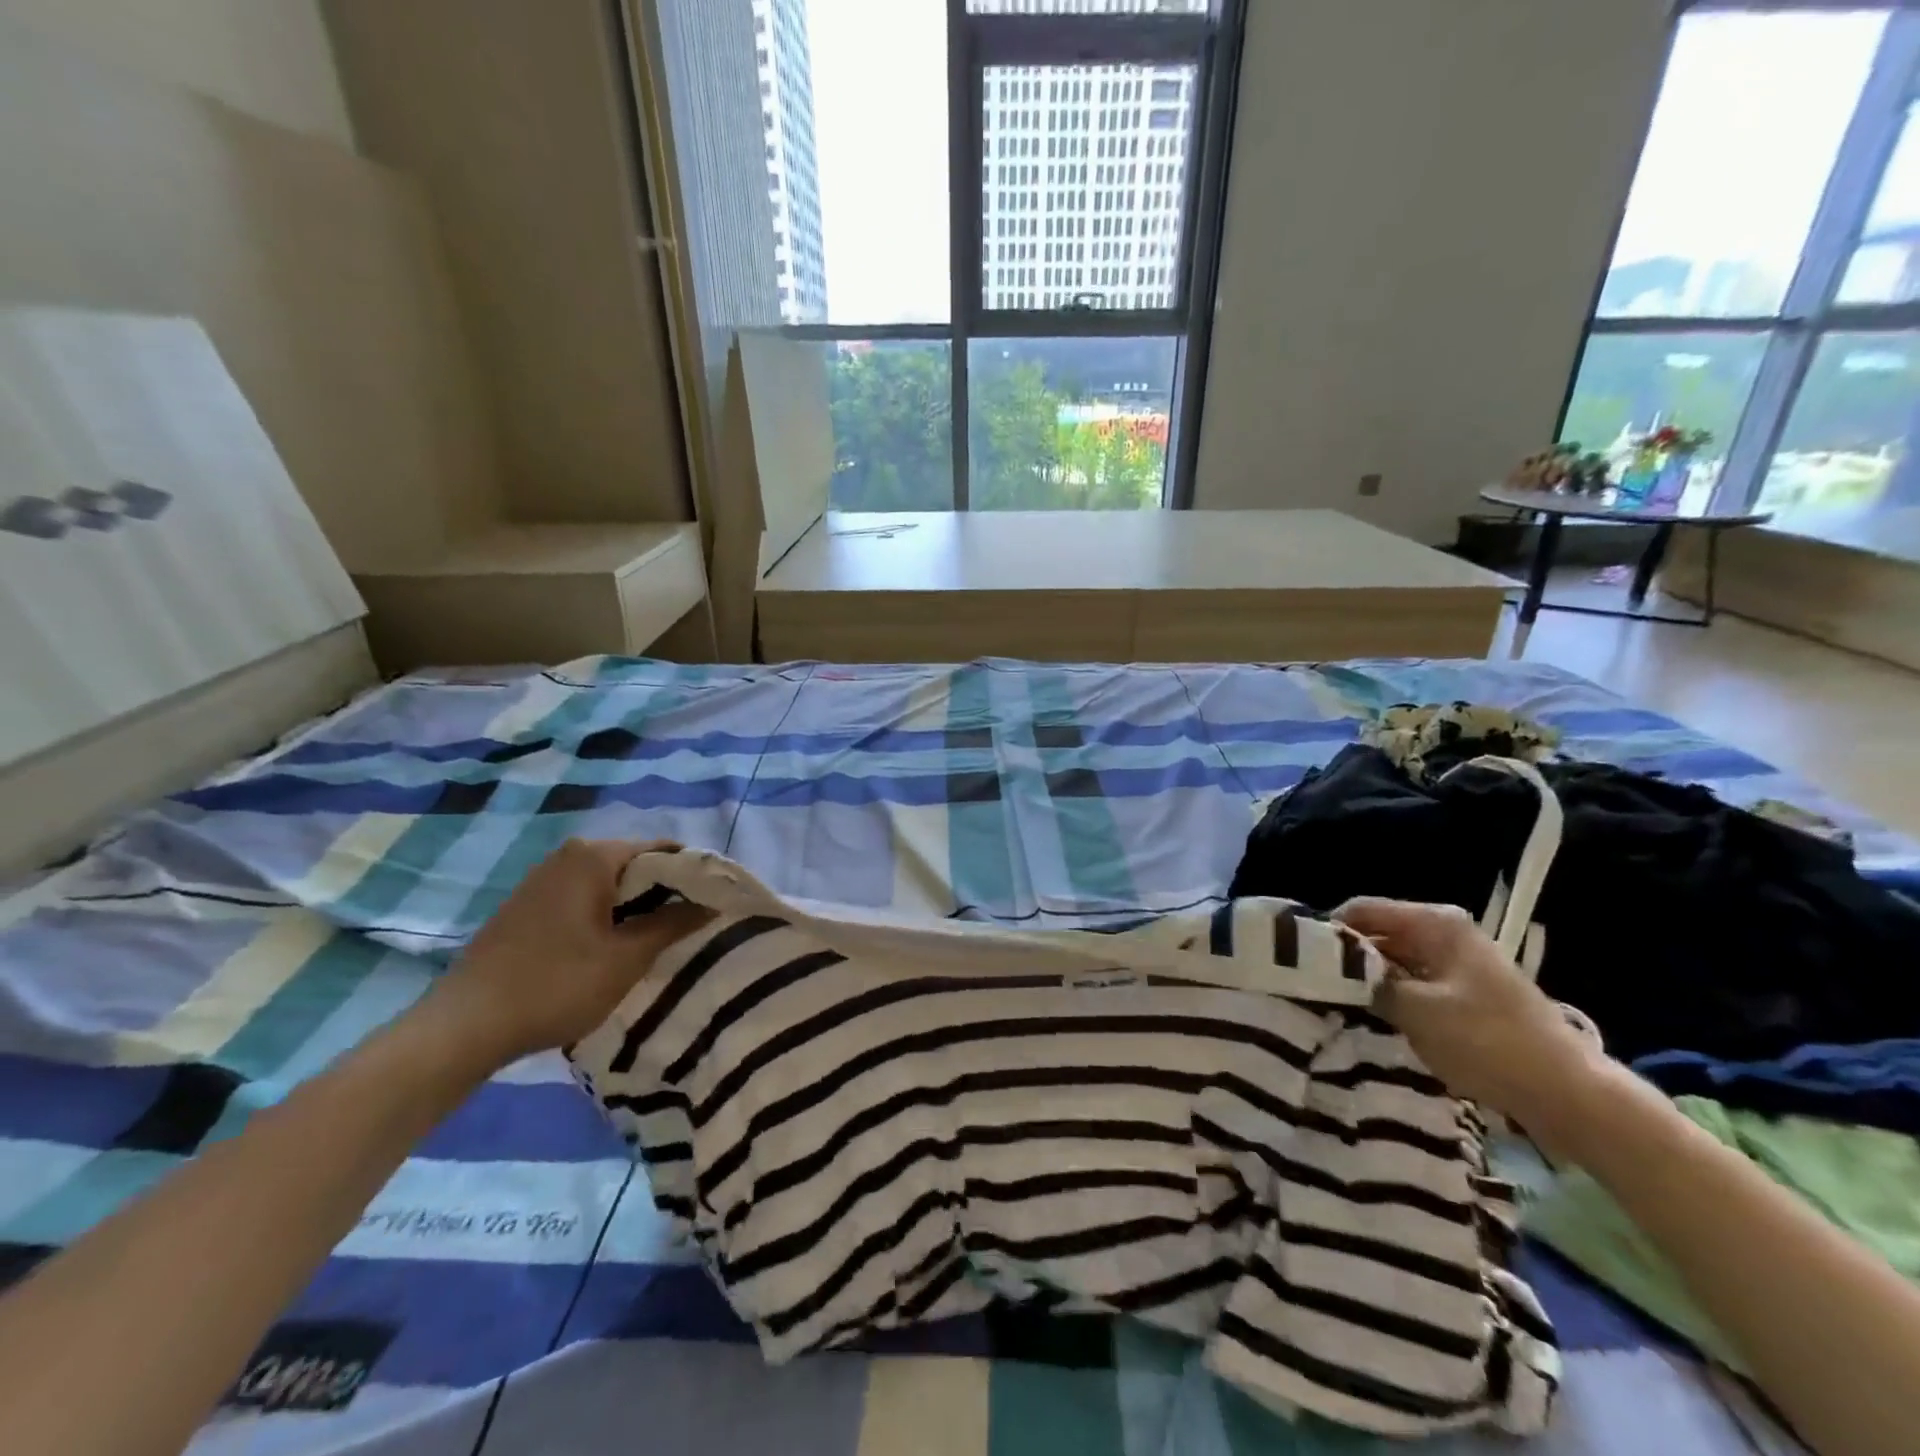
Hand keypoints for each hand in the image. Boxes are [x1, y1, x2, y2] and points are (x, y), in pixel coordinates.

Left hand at [422, 839, 712, 1070]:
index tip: (717, 902)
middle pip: (636, 864)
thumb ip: (673, 924)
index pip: (664, 851)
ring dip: (637, 906)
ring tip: (661, 938)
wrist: (464, 1026)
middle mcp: (568, 856)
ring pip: (609, 883)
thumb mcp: (627, 957)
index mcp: (594, 856)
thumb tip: (712, 903)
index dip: (695, 875)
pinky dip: (608, 914)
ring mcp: (542, 879)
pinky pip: (584, 898)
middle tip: (693, 924)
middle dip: (666, 892)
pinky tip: (615, 946)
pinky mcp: (527, 905)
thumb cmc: (557, 984)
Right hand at [1334, 898, 1604, 1130]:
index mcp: (1435, 922)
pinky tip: (1372, 1017)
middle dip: (1347, 958)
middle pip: (1377, 933)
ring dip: (1368, 981)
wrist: (1567, 1093)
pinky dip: (1392, 996)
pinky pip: (1413, 983)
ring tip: (1336, 1002)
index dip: (1328, 930)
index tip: (1299, 958)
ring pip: (1393, 961)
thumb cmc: (1487, 1040)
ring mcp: (1457, 963)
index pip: (1361, 909)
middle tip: (1313, 984)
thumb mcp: (1414, 1009)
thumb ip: (1367, 981)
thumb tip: (1332, 968)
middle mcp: (1445, 932)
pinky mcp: (1465, 992)